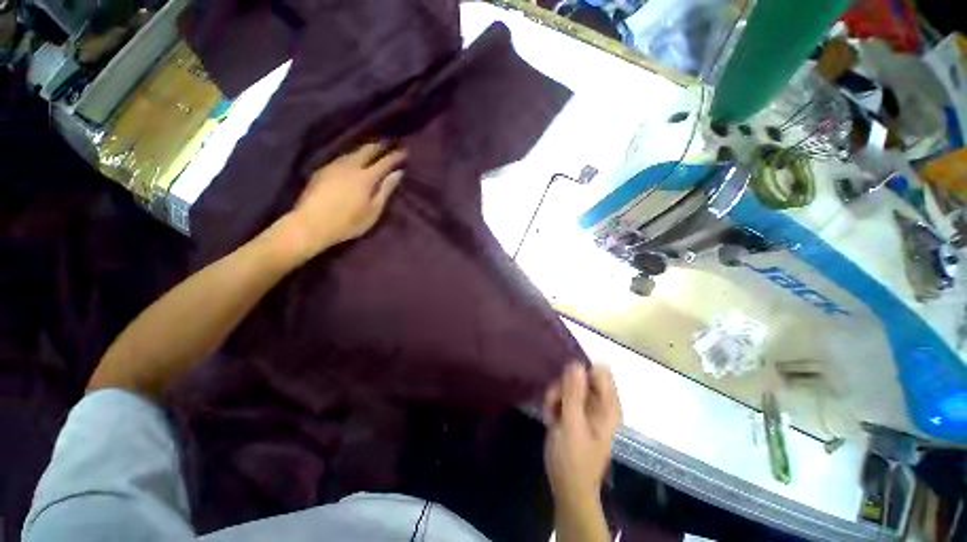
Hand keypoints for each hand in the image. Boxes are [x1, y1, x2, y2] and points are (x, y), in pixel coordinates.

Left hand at [281, 141, 406, 260]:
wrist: (310, 224)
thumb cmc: (348, 222)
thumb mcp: (373, 211)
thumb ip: (386, 190)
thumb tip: (398, 173)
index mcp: (365, 177)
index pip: (385, 161)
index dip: (395, 155)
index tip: (405, 151)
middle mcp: (350, 166)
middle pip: (367, 149)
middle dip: (380, 145)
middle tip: (389, 143)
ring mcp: (334, 166)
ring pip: (353, 151)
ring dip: (365, 149)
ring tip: (373, 150)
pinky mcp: (322, 170)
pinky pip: (342, 157)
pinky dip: (352, 156)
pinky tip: (353, 160)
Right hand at [543, 363, 621, 509]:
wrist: (567, 489)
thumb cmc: (572, 460)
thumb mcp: (571, 424)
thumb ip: (574, 393)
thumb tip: (576, 364)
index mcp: (608, 407)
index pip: (600, 373)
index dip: (581, 372)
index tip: (565, 383)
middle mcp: (600, 405)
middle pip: (581, 377)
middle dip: (563, 387)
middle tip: (553, 403)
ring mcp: (588, 409)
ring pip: (569, 386)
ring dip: (556, 396)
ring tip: (550, 415)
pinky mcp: (576, 414)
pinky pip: (564, 396)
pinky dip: (555, 404)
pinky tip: (550, 419)